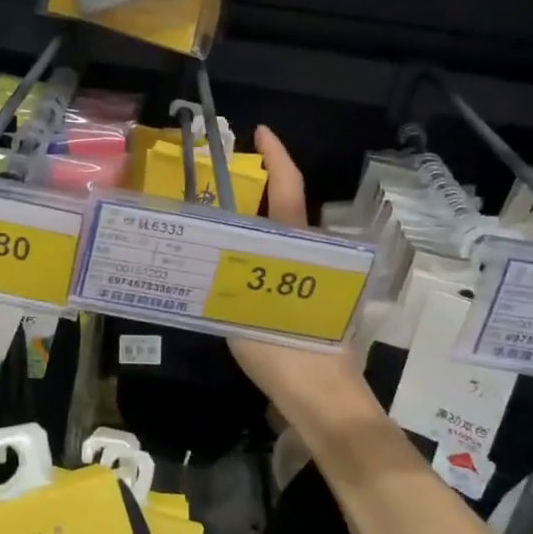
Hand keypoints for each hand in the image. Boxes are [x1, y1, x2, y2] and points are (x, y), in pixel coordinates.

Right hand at [228, 126, 373, 429]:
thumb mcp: (243, 314)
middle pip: (283, 214)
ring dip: (253, 234)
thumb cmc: (286, 354)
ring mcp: (316, 280)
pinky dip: (258, 262)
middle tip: (214, 193)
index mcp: (299, 248)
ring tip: (213, 235)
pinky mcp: (313, 303)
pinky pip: (281, 269)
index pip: (289, 190)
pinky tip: (232, 274)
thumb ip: (226, 280)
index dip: (277, 157)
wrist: (326, 401)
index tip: (261, 132)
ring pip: (281, 243)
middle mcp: (312, 256)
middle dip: (255, 197)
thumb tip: (206, 249)